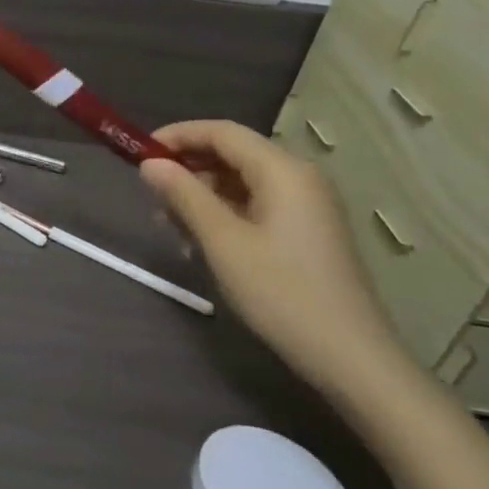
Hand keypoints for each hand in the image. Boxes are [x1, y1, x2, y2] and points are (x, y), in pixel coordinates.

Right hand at [140, 120, 413, 404]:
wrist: (349, 356)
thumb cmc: (280, 292)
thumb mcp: (222, 242)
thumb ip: (184, 195)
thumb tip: (150, 164)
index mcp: (282, 171)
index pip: (222, 132)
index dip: (177, 136)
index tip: (139, 153)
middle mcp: (299, 178)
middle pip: (233, 154)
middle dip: (188, 168)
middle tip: (150, 194)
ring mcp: (307, 205)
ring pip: (242, 181)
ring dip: (202, 194)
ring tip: (169, 224)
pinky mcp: (307, 231)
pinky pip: (256, 204)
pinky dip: (224, 213)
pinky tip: (201, 240)